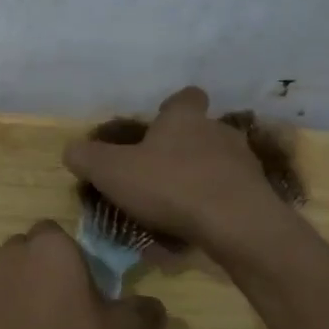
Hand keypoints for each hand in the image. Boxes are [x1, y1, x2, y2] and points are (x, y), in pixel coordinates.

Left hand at [0, 221, 165, 328]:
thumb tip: (152, 307)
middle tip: (63, 311)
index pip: (56, 234)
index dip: (70, 258)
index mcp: (49, 248)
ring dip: (17, 295)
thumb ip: (145, 312)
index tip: (83, 289)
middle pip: (27, 254)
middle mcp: (9, 255)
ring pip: (4, 279)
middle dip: (41, 273)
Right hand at [62, 86, 282, 250]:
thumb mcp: (112, 171)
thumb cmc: (171, 186)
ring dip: (198, 180)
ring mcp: (243, 164)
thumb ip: (87, 158)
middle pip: (200, 132)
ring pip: (216, 165)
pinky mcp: (257, 196)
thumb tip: (71, 149)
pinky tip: (194, 231)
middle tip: (157, 174)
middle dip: (181, 150)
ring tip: (175, 209)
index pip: (184, 97)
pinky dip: (212, 208)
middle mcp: (218, 132)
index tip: (156, 126)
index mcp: (185, 118)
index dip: (171, 108)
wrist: (237, 224)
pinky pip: (228, 196)